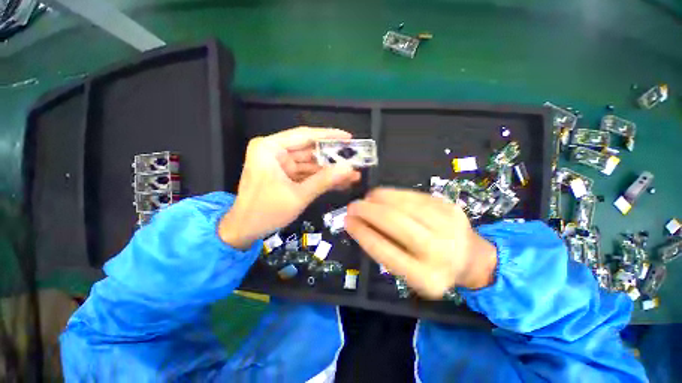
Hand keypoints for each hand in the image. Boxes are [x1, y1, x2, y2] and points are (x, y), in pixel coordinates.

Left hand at [219, 127, 360, 248]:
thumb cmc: (265, 212)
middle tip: (355, 159)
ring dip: (330, 171)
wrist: (244, 231)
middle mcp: (275, 152)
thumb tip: (349, 168)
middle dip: (333, 158)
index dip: (328, 136)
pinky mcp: (286, 176)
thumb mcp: (298, 196)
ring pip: (311, 164)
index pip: (304, 135)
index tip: (348, 138)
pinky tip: (340, 182)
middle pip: (310, 151)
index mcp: (270, 148)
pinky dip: (322, 179)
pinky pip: (307, 174)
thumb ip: (324, 180)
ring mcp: (281, 165)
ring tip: (353, 175)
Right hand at [345, 188, 496, 298]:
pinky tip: (383, 195)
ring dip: (379, 198)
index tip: (347, 221)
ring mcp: (448, 225)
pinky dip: (393, 194)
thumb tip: (359, 223)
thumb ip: (384, 249)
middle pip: (394, 222)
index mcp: (425, 278)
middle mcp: (439, 252)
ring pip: (403, 204)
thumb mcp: (408, 271)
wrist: (471, 258)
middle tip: (353, 206)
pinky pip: (413, 196)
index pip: (384, 250)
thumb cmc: (433, 268)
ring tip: (367, 198)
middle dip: (367, 210)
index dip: (361, 232)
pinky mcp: (449, 207)